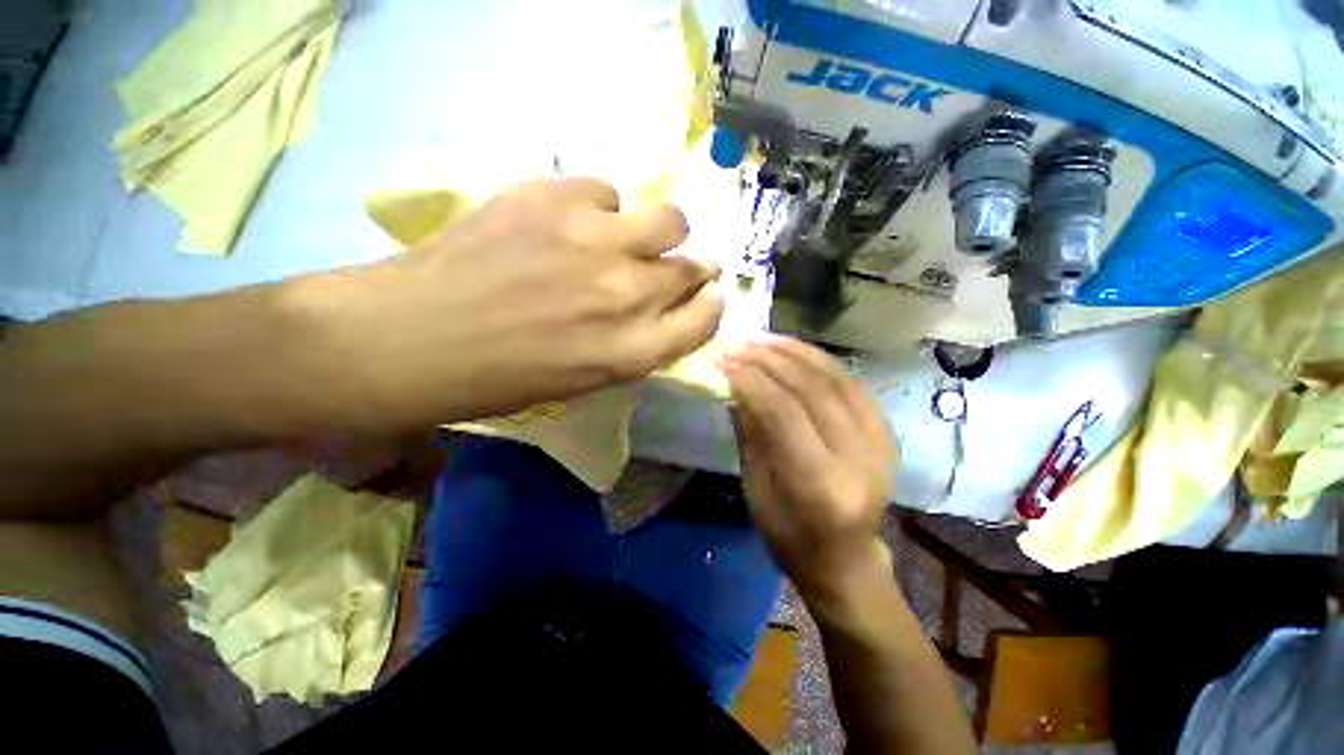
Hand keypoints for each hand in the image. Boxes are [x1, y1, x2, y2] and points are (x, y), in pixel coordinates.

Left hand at [310, 178, 723, 426]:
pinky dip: (602, 209)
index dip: (711, 304)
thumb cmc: (506, 376)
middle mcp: (626, 294)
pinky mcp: (555, 198)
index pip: (705, 318)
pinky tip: (573, 223)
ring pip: (669, 219)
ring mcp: (594, 240)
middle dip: (692, 268)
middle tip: (669, 266)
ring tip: (629, 238)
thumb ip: (639, 343)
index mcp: (632, 351)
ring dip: (660, 231)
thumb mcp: (589, 379)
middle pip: (692, 267)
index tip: (707, 295)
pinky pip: (609, 192)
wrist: (417, 335)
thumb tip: (668, 305)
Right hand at [722, 337, 897, 601]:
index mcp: (820, 485)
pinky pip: (852, 384)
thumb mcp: (756, 490)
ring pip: (836, 379)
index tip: (724, 362)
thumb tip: (734, 385)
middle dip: (770, 361)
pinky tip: (794, 351)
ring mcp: (880, 443)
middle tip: (739, 346)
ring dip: (795, 353)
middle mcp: (858, 459)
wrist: (846, 560)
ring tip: (762, 340)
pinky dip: (820, 361)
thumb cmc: (790, 536)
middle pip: (812, 390)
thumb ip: (749, 432)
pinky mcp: (887, 433)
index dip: (752, 381)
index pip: (784, 413)